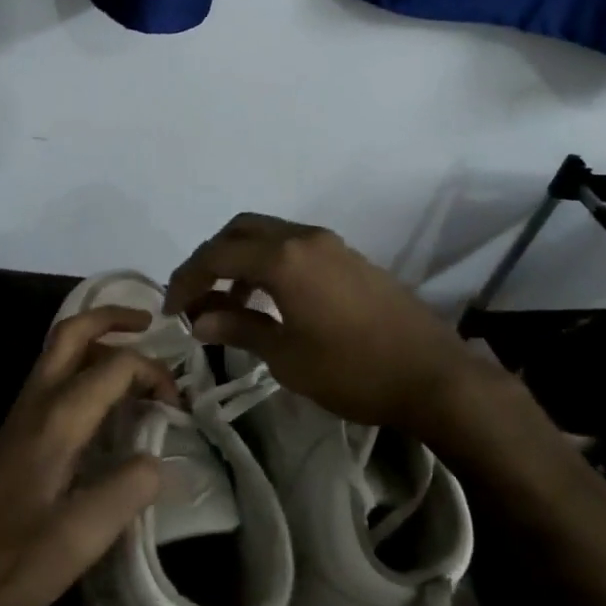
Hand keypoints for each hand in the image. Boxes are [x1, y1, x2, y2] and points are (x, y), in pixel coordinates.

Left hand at [0, 306, 173, 605]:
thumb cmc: (8, 562)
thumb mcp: (78, 538)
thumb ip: (127, 491)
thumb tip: (164, 460)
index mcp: (57, 418)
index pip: (116, 365)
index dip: (155, 374)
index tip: (180, 409)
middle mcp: (37, 402)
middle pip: (72, 332)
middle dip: (112, 317)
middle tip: (150, 322)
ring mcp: (21, 415)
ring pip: (58, 351)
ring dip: (97, 339)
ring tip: (134, 355)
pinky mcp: (15, 434)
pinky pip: (53, 376)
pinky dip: (83, 366)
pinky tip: (102, 399)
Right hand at [166, 213, 477, 430]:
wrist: (434, 375)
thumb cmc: (353, 370)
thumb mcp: (287, 356)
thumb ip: (239, 329)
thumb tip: (199, 320)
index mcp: (283, 258)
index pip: (216, 256)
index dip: (186, 279)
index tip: (171, 309)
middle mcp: (303, 237)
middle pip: (240, 230)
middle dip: (211, 258)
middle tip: (196, 295)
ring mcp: (330, 244)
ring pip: (268, 233)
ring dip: (240, 258)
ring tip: (228, 301)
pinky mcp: (348, 257)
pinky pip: (294, 245)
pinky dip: (269, 262)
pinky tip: (270, 299)